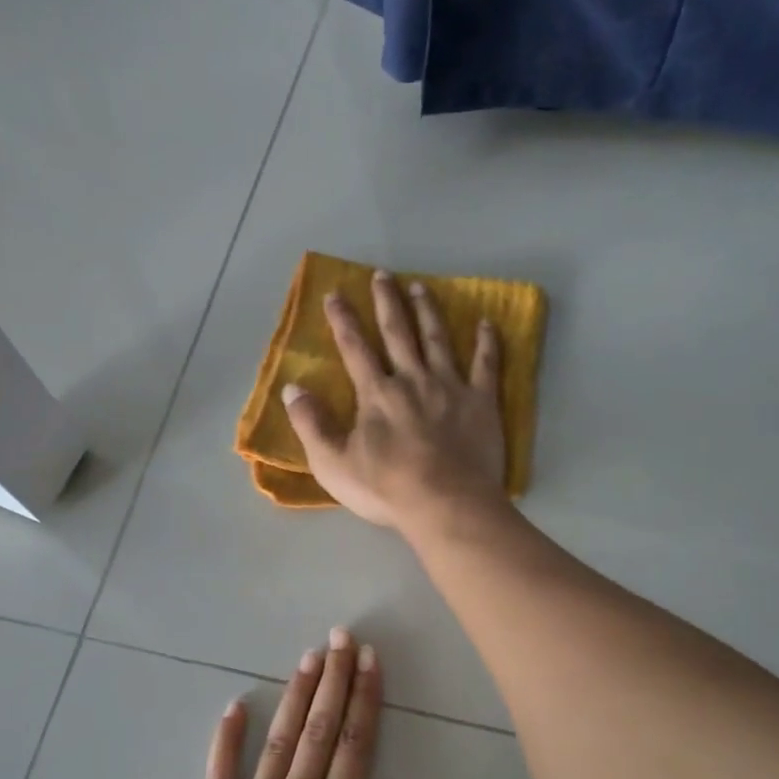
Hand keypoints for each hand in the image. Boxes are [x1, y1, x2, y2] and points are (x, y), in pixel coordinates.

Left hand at [174, 629, 488, 778]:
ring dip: (295, 698)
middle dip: (333, 680)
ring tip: (308, 657)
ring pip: (278, 743)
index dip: (365, 698)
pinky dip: (226, 740)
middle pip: (319, 732)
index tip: (370, 658)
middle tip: (341, 635)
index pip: (356, 746)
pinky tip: (235, 707)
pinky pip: (219, 777)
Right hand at [283, 269, 507, 531]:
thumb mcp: (333, 463)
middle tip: (383, 274)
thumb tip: (292, 389)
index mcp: (376, 394)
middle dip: (387, 302)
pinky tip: (487, 323)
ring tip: (421, 287)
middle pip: (398, 333)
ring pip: (438, 339)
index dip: (343, 320)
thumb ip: (311, 425)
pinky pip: (486, 365)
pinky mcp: (481, 402)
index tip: (335, 294)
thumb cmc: (386, 489)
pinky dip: (487, 343)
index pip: (355, 348)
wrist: (445, 504)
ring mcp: (450, 387)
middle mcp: (412, 380)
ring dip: (428, 311)